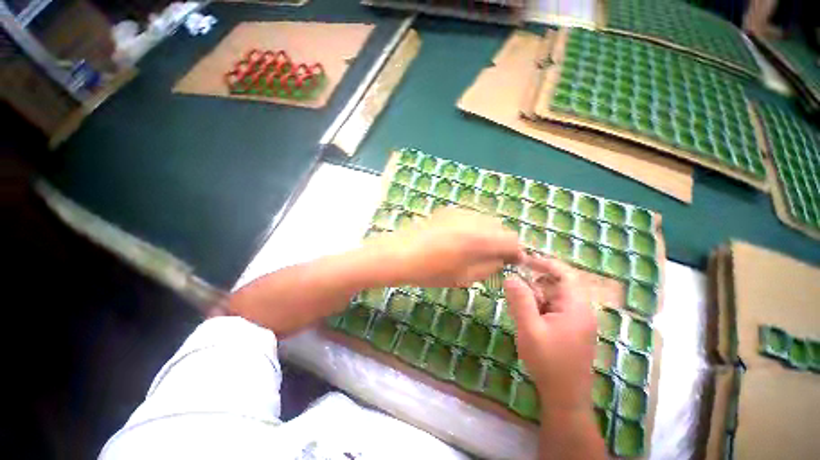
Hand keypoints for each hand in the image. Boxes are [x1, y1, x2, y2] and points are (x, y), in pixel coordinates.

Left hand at [367, 207, 522, 286]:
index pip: (512, 240)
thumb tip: (501, 259)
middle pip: (501, 228)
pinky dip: (473, 227)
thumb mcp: (465, 277)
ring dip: (488, 234)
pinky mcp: (448, 210)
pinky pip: (470, 217)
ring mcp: (460, 212)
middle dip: (501, 242)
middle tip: (492, 257)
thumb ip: (489, 266)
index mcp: (481, 238)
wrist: (400, 254)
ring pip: (486, 220)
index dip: (515, 252)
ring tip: (474, 249)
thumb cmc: (431, 271)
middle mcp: (474, 220)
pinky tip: (459, 239)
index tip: (511, 262)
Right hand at [504, 256, 595, 412]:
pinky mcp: (571, 329)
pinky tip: (530, 321)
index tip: (522, 261)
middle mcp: (581, 310)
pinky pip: (553, 309)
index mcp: (577, 307)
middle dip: (535, 286)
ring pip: (553, 297)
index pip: (564, 273)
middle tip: (516, 293)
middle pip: (557, 284)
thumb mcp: (529, 328)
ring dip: (535, 299)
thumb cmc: (548, 362)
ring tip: (523, 313)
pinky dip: (539, 308)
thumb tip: (510, 277)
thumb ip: (520, 300)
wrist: (565, 397)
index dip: (544, 263)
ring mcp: (577, 320)